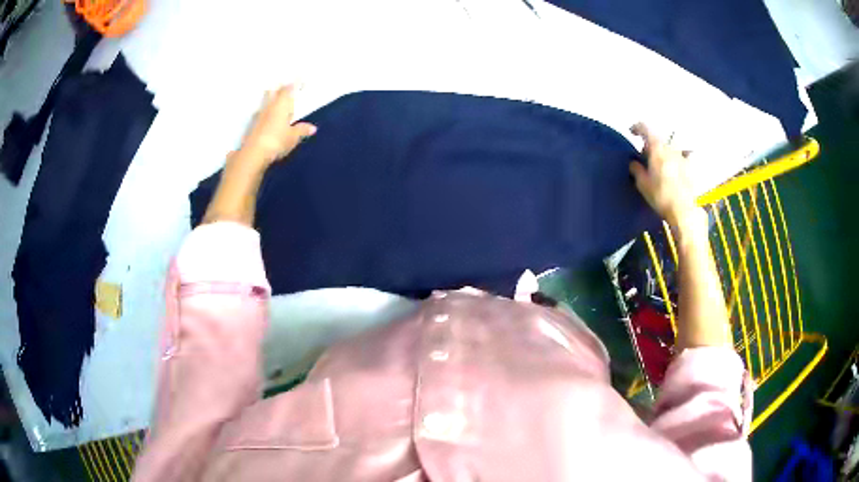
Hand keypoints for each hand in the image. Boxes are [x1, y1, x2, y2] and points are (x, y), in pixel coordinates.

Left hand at [239, 85, 316, 166]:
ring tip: (274, 97)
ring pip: (265, 101)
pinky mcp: (252, 125)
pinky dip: (264, 111)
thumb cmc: (277, 141)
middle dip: (279, 87)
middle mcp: (269, 106)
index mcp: (282, 105)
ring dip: (270, 97)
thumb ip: (302, 130)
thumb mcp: (293, 137)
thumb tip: (312, 128)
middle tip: (284, 84)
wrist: (254, 153)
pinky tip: (265, 116)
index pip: (289, 89)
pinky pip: (260, 113)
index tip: (299, 77)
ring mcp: (259, 115)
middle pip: (273, 91)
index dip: (294, 83)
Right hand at [629, 123, 698, 227]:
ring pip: (670, 147)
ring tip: (661, 162)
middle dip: (650, 144)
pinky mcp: (690, 167)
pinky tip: (678, 164)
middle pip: (658, 139)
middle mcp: (670, 148)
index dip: (637, 128)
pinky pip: (685, 155)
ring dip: (663, 151)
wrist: (683, 210)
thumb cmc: (660, 196)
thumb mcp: (642, 184)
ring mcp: (682, 156)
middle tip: (645, 156)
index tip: (632, 133)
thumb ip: (636, 169)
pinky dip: (680, 157)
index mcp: (657, 148)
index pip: (645, 128)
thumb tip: (633, 162)